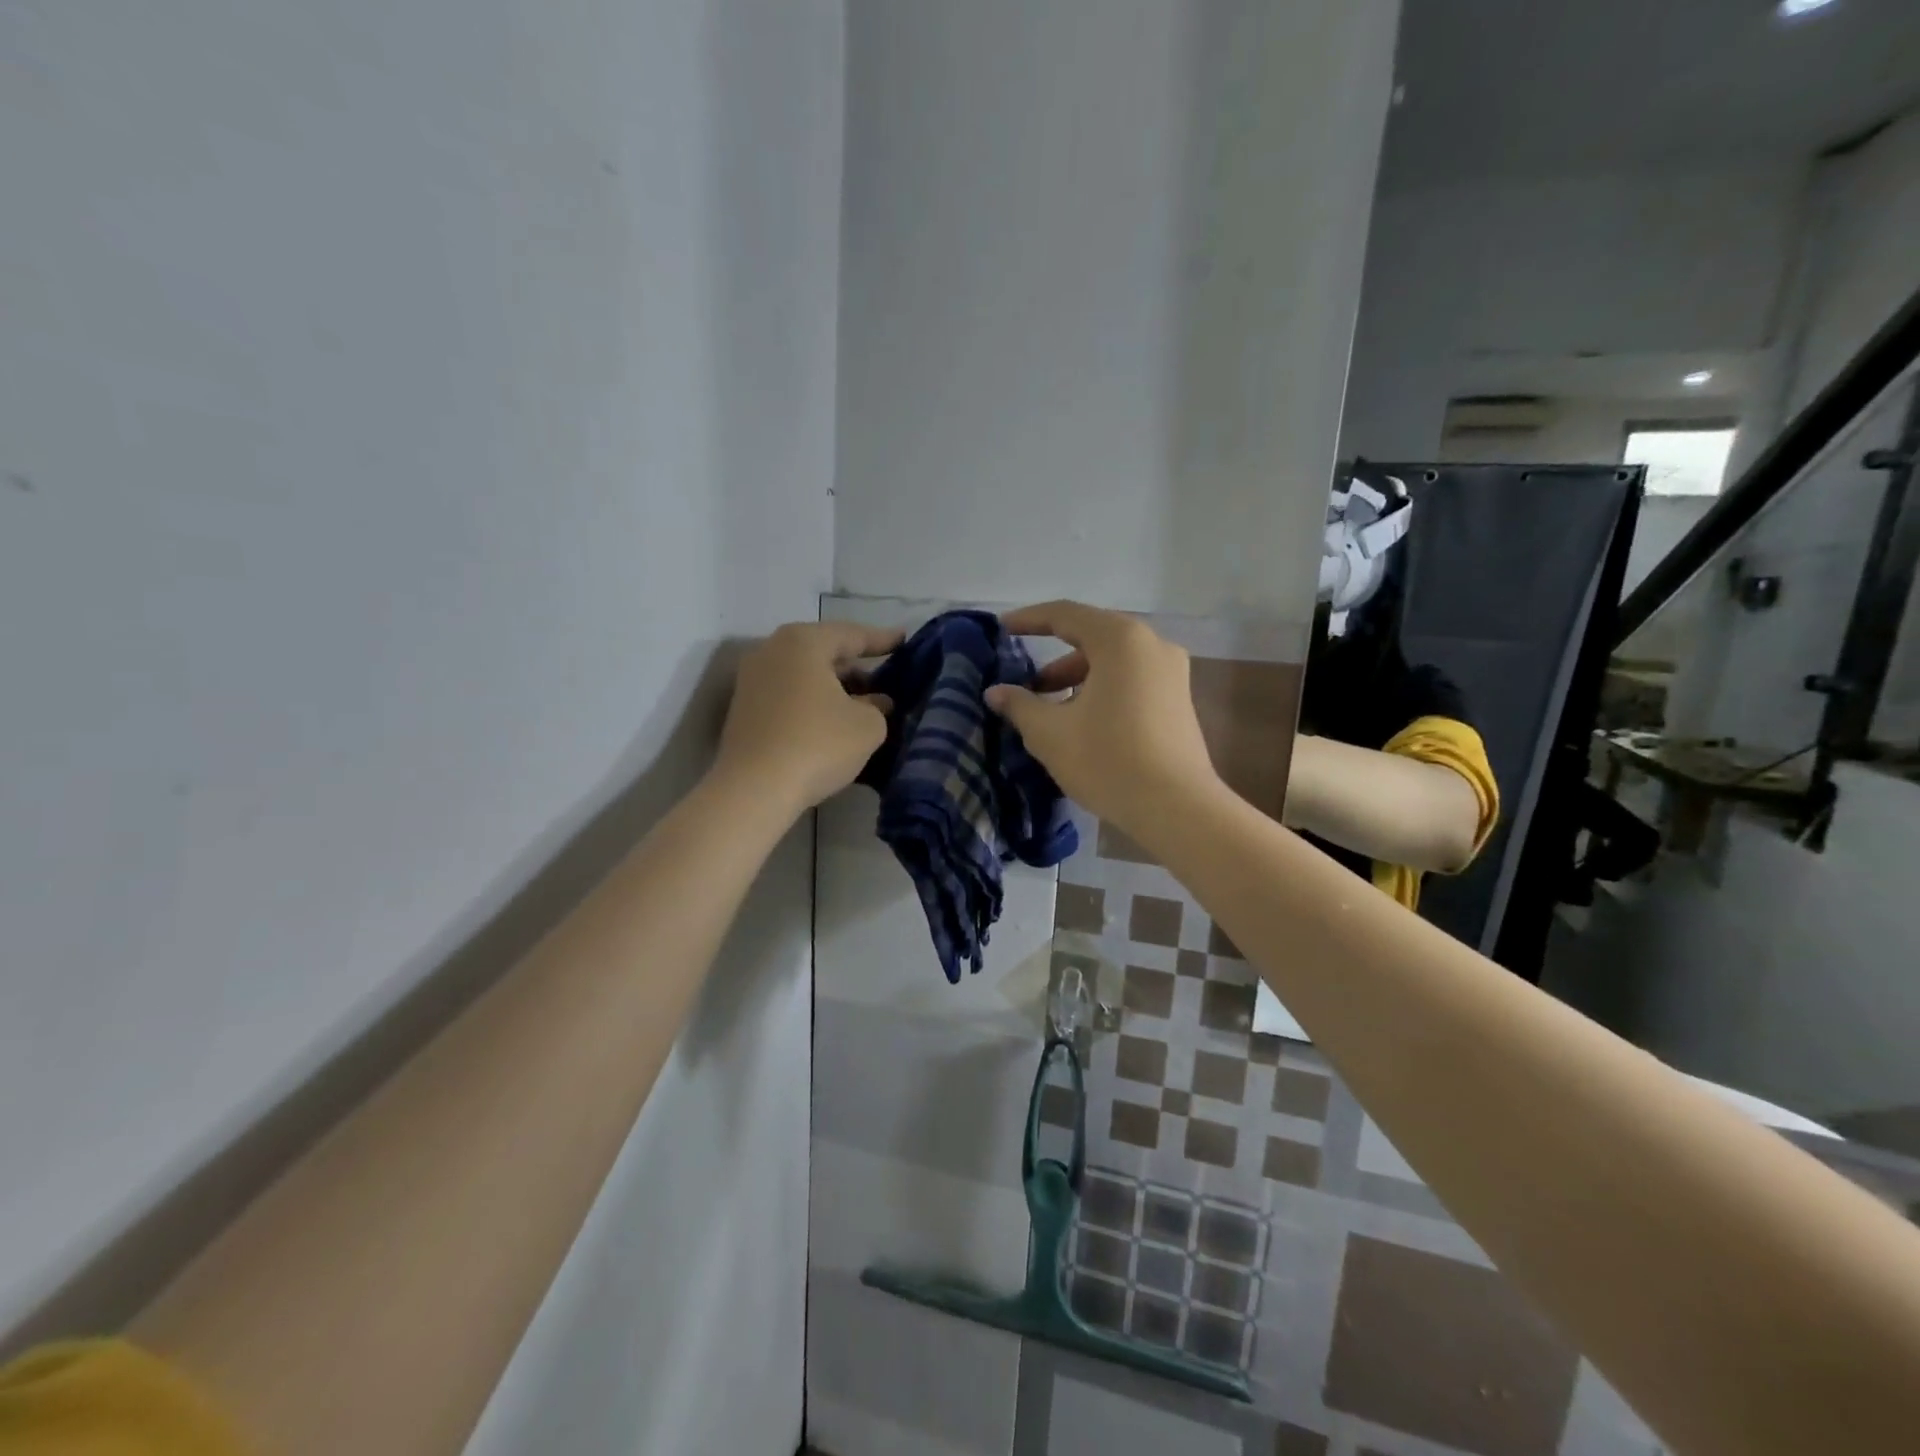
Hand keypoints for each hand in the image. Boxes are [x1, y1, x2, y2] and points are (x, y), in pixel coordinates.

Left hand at [714, 621, 900, 815]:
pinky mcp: (744, 709)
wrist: (753, 789)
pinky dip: (813, 702)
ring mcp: (752, 680)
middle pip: (824, 652)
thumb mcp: (867, 726)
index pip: (852, 635)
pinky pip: (789, 695)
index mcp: (804, 642)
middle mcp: (772, 651)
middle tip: (885, 680)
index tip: (904, 641)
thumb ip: (878, 707)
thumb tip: (876, 702)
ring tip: (863, 705)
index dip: (882, 640)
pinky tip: (833, 722)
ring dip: (834, 687)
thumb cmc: (817, 744)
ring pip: (805, 675)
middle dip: (856, 667)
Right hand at [985, 601, 1220, 842]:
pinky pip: (1131, 679)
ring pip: (1113, 661)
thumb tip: (995, 693)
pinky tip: (1082, 721)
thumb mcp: (1050, 733)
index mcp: (1120, 640)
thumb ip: (1019, 705)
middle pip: (1092, 637)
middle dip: (1053, 658)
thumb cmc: (1108, 760)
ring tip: (1048, 709)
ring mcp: (1171, 672)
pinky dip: (1101, 689)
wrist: (1177, 809)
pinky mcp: (1178, 699)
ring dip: (1077, 677)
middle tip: (1023, 682)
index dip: (1028, 619)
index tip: (1001, 629)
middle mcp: (1151, 645)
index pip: (1065, 615)